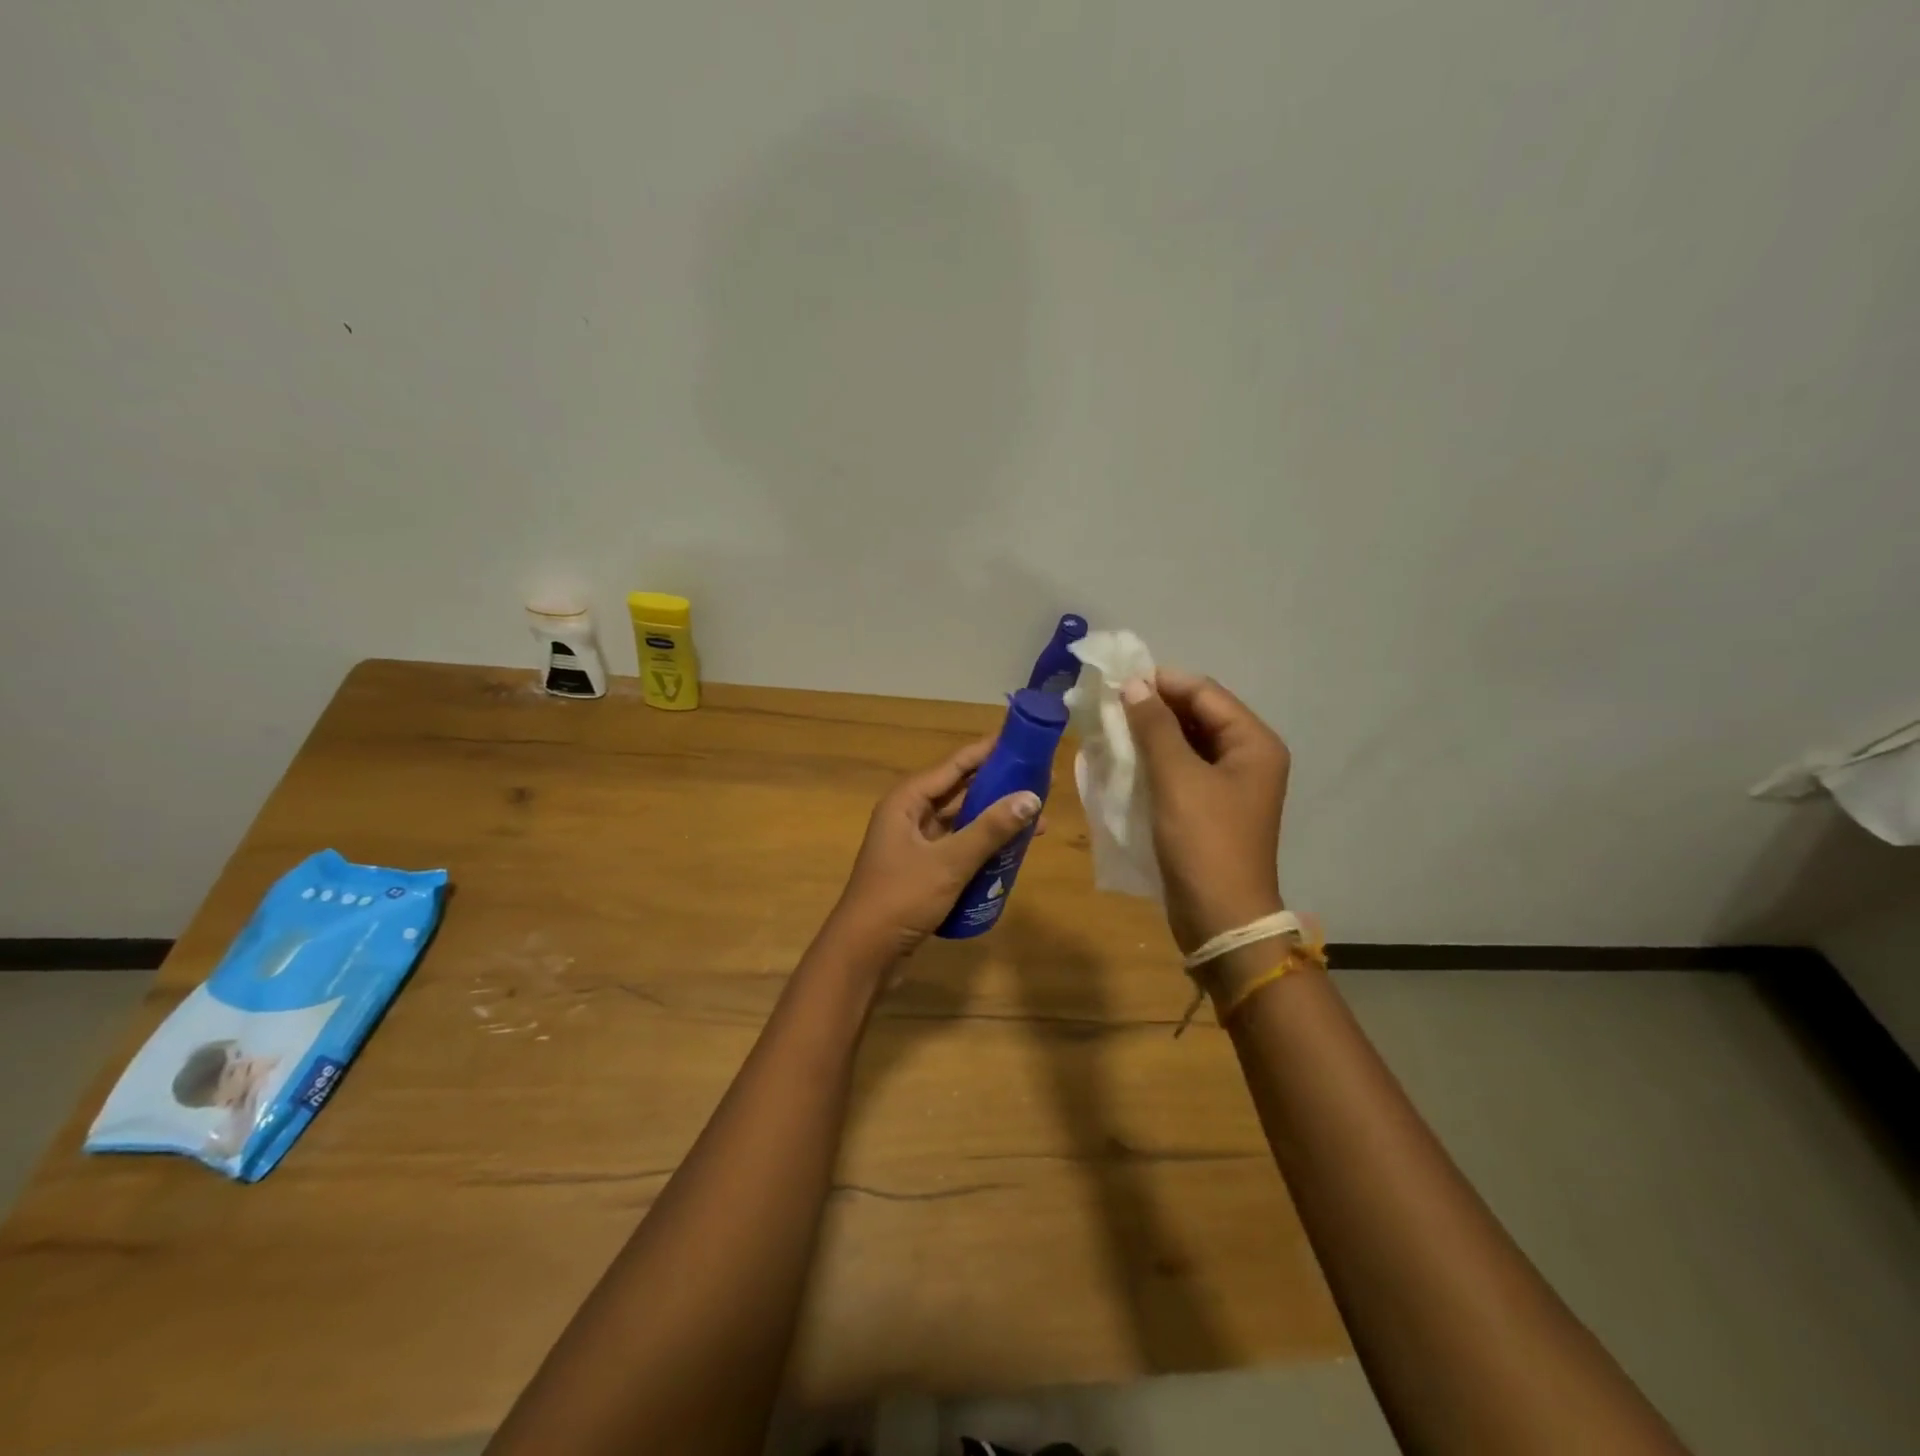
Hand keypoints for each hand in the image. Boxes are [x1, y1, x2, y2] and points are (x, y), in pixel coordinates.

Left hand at [826, 737, 1042, 961]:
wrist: (864, 954)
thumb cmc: (901, 898)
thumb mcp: (950, 862)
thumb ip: (990, 829)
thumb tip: (1032, 798)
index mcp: (907, 801)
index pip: (954, 765)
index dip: (988, 752)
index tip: (1023, 741)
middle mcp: (909, 816)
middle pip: (959, 791)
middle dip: (998, 787)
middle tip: (1040, 782)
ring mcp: (915, 844)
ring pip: (961, 822)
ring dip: (994, 820)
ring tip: (1036, 820)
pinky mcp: (922, 870)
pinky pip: (958, 847)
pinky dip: (983, 846)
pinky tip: (1011, 853)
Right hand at [1121, 668, 1289, 952]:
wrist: (1221, 918)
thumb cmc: (1203, 842)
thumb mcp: (1176, 778)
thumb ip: (1155, 727)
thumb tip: (1134, 685)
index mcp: (1253, 742)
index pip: (1205, 693)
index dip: (1161, 682)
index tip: (1116, 681)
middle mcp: (1248, 757)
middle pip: (1198, 714)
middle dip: (1155, 707)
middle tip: (1108, 705)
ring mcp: (1231, 784)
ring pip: (1187, 742)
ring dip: (1152, 734)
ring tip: (1110, 729)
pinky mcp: (1211, 807)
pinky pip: (1182, 769)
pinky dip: (1156, 760)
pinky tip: (1125, 760)